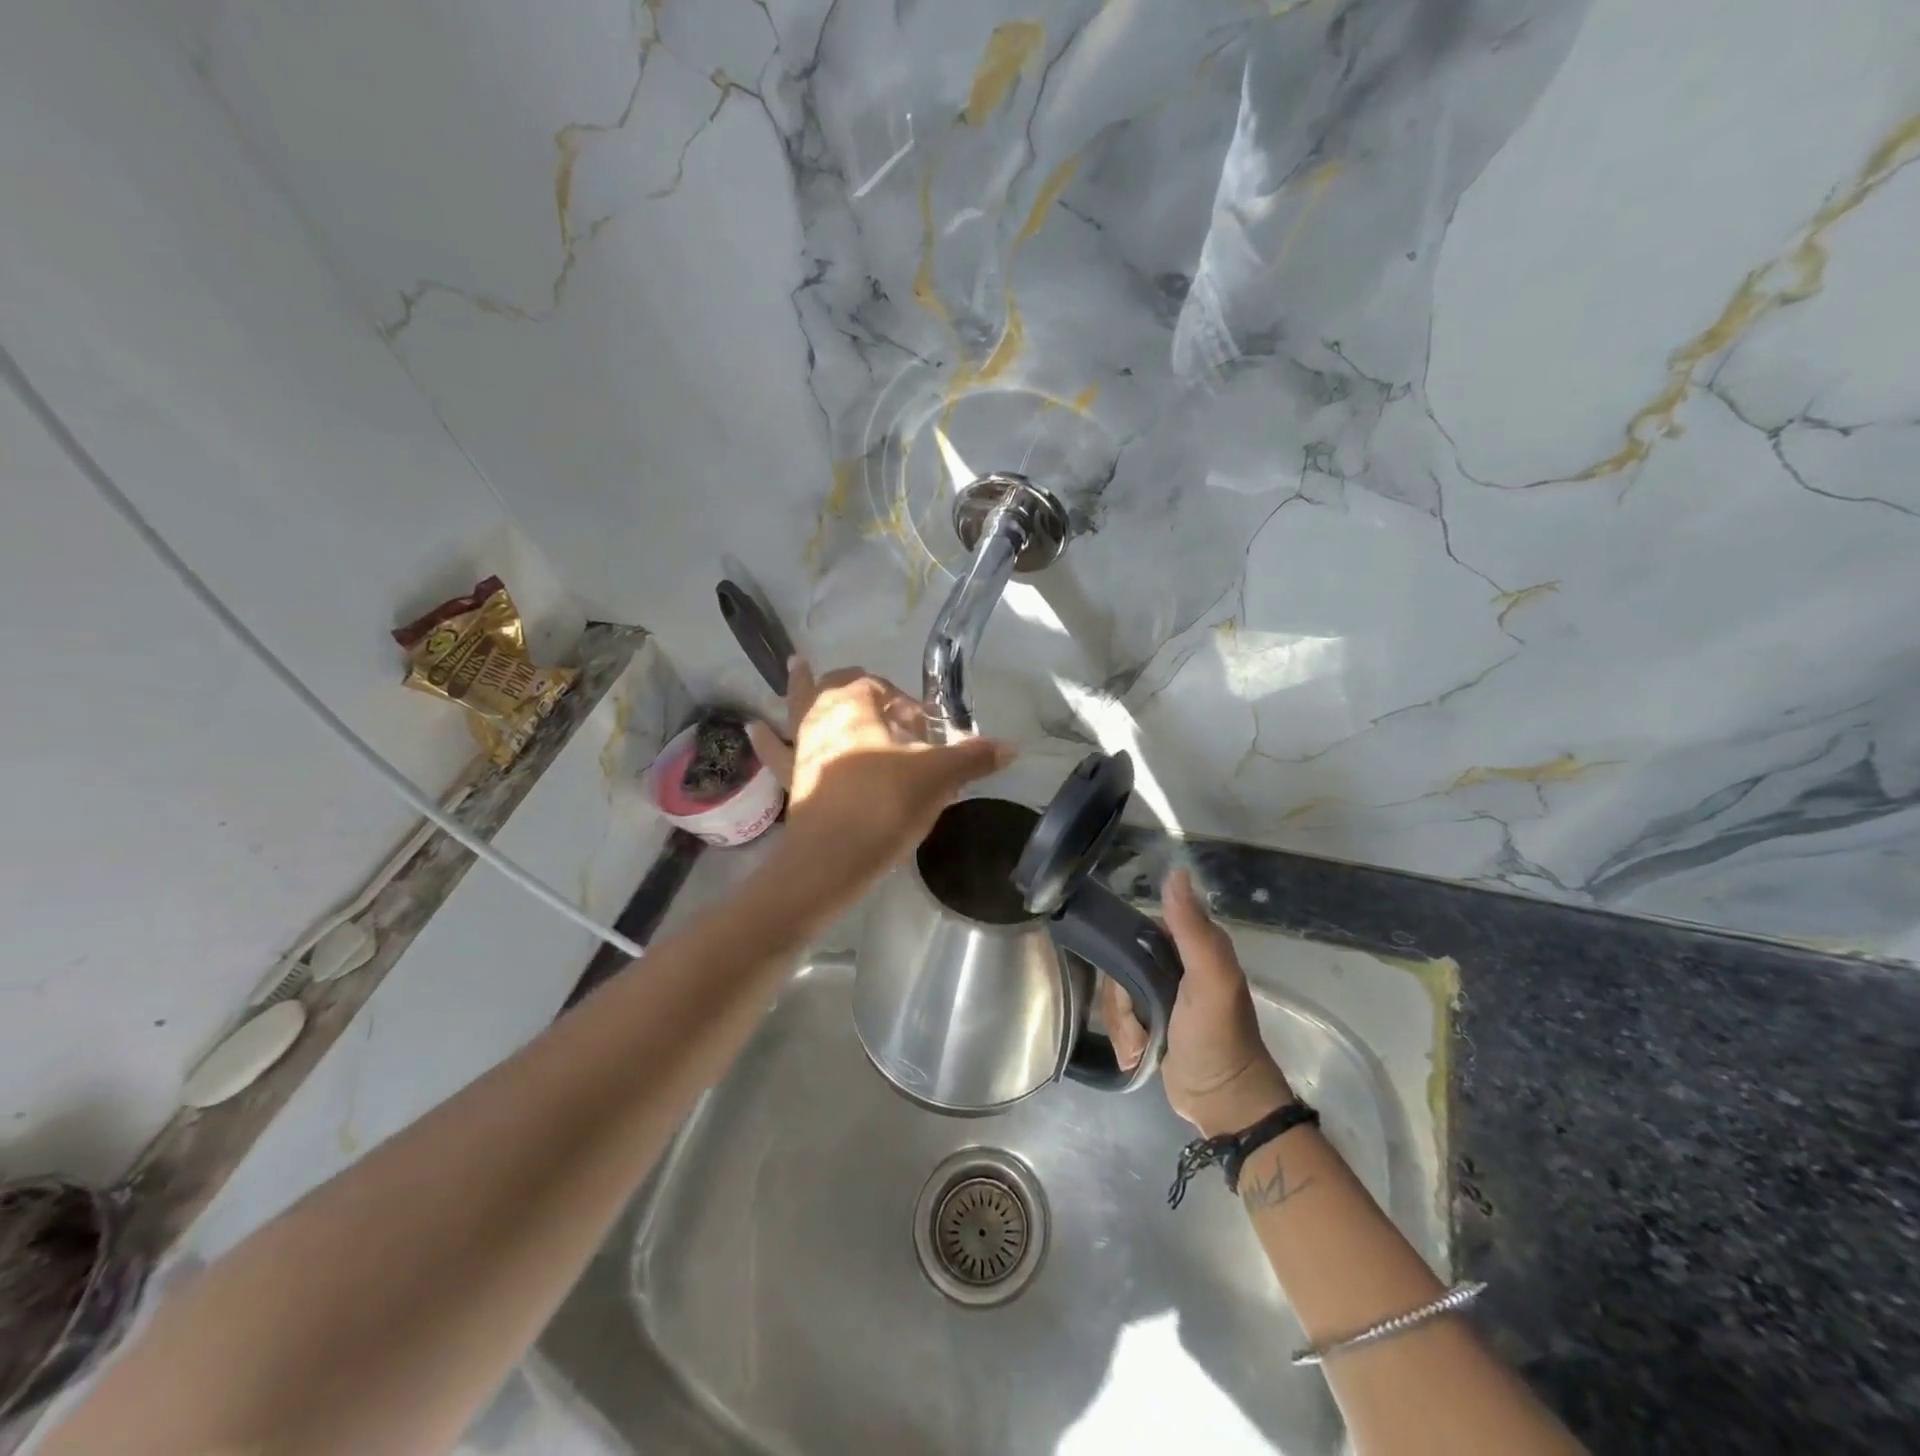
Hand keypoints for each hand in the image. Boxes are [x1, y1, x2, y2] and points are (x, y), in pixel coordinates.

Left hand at [747, 658, 1010, 903]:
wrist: (830, 861)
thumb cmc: (884, 806)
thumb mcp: (937, 778)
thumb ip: (972, 758)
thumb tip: (1012, 748)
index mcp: (854, 703)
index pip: (880, 685)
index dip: (904, 701)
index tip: (925, 728)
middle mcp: (821, 716)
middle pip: (834, 685)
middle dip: (859, 686)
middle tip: (883, 702)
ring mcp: (801, 747)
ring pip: (799, 707)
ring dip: (803, 690)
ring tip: (797, 667)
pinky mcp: (792, 780)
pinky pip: (777, 752)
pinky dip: (768, 739)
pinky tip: (754, 727)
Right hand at [1102, 869, 1294, 1137]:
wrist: (1223, 1103)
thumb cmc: (1218, 1038)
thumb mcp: (1209, 980)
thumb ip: (1192, 928)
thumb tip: (1176, 871)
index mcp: (1192, 945)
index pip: (1137, 928)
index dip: (1124, 952)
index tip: (1127, 982)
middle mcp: (1175, 964)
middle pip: (1120, 964)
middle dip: (1121, 999)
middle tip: (1138, 1023)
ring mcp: (1161, 995)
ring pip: (1116, 993)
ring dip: (1123, 1024)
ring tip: (1142, 1046)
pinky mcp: (1151, 1023)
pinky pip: (1119, 1017)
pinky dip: (1124, 1038)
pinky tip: (1138, 1055)